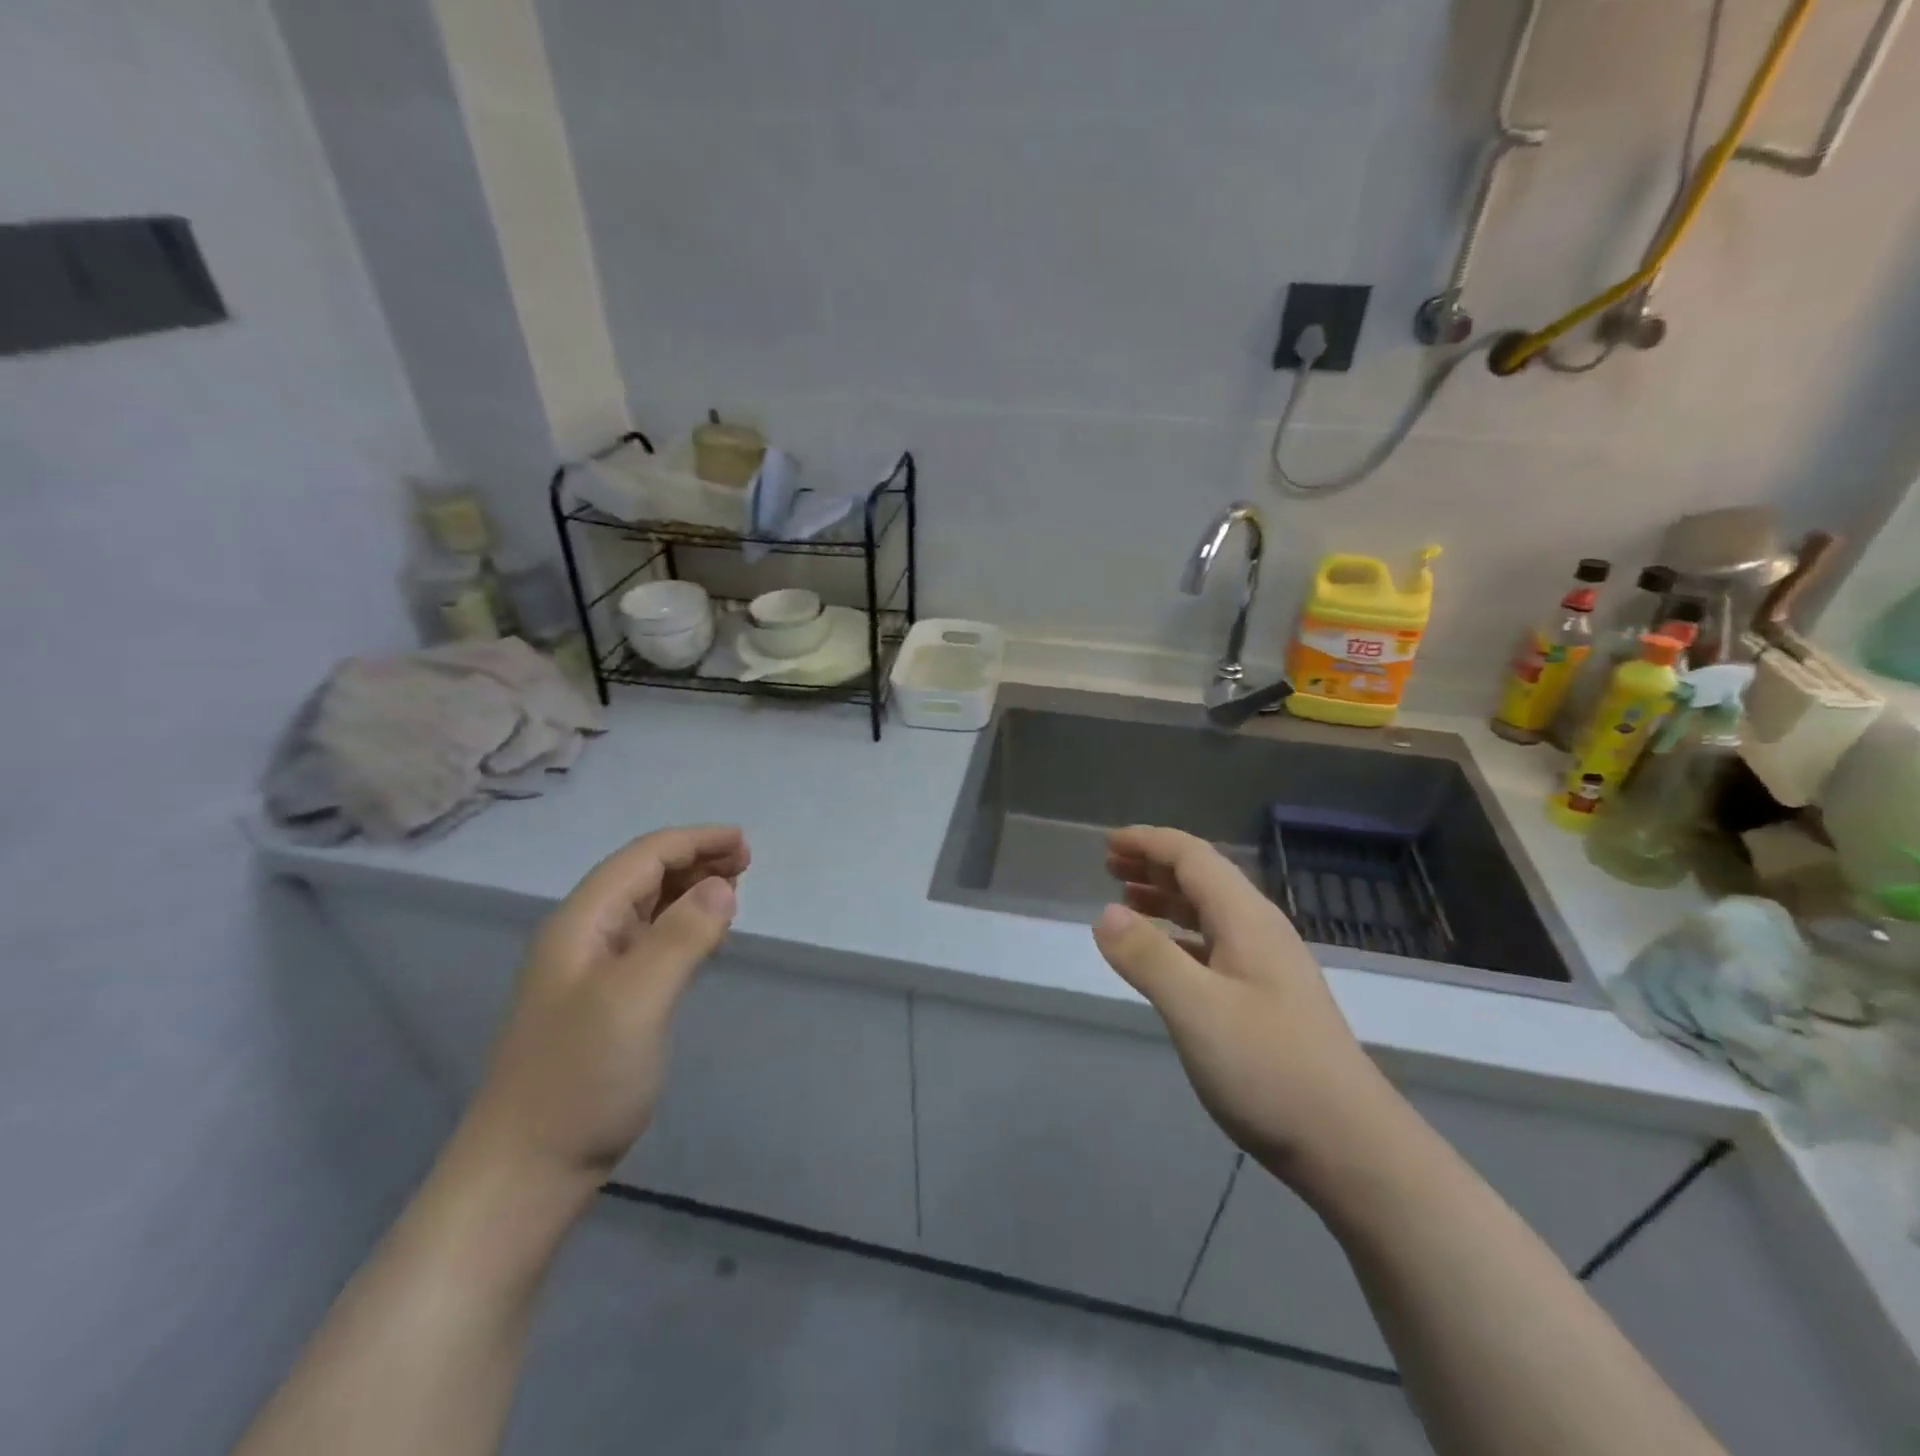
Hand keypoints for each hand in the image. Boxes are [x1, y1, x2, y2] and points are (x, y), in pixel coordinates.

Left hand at [459, 825, 749, 1193]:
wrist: (527, 1171)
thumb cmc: (581, 1079)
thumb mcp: (636, 1000)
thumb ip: (681, 936)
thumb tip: (722, 886)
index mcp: (582, 922)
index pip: (643, 857)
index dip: (695, 841)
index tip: (745, 843)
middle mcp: (584, 935)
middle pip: (644, 874)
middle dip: (695, 859)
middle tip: (746, 864)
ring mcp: (592, 970)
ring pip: (648, 906)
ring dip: (690, 888)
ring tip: (733, 890)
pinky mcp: (606, 1001)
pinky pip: (651, 940)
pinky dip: (683, 924)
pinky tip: (704, 935)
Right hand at [1093, 826, 1395, 1184]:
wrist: (1351, 1146)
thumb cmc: (1269, 1069)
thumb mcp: (1196, 1010)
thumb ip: (1148, 957)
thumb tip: (1104, 913)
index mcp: (1247, 919)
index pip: (1193, 857)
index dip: (1149, 843)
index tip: (1107, 843)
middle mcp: (1259, 931)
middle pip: (1202, 878)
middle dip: (1154, 865)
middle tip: (1110, 866)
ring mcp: (1267, 967)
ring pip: (1209, 912)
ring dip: (1166, 899)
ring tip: (1126, 900)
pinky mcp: (1267, 999)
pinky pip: (1214, 945)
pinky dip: (1180, 936)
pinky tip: (1163, 956)